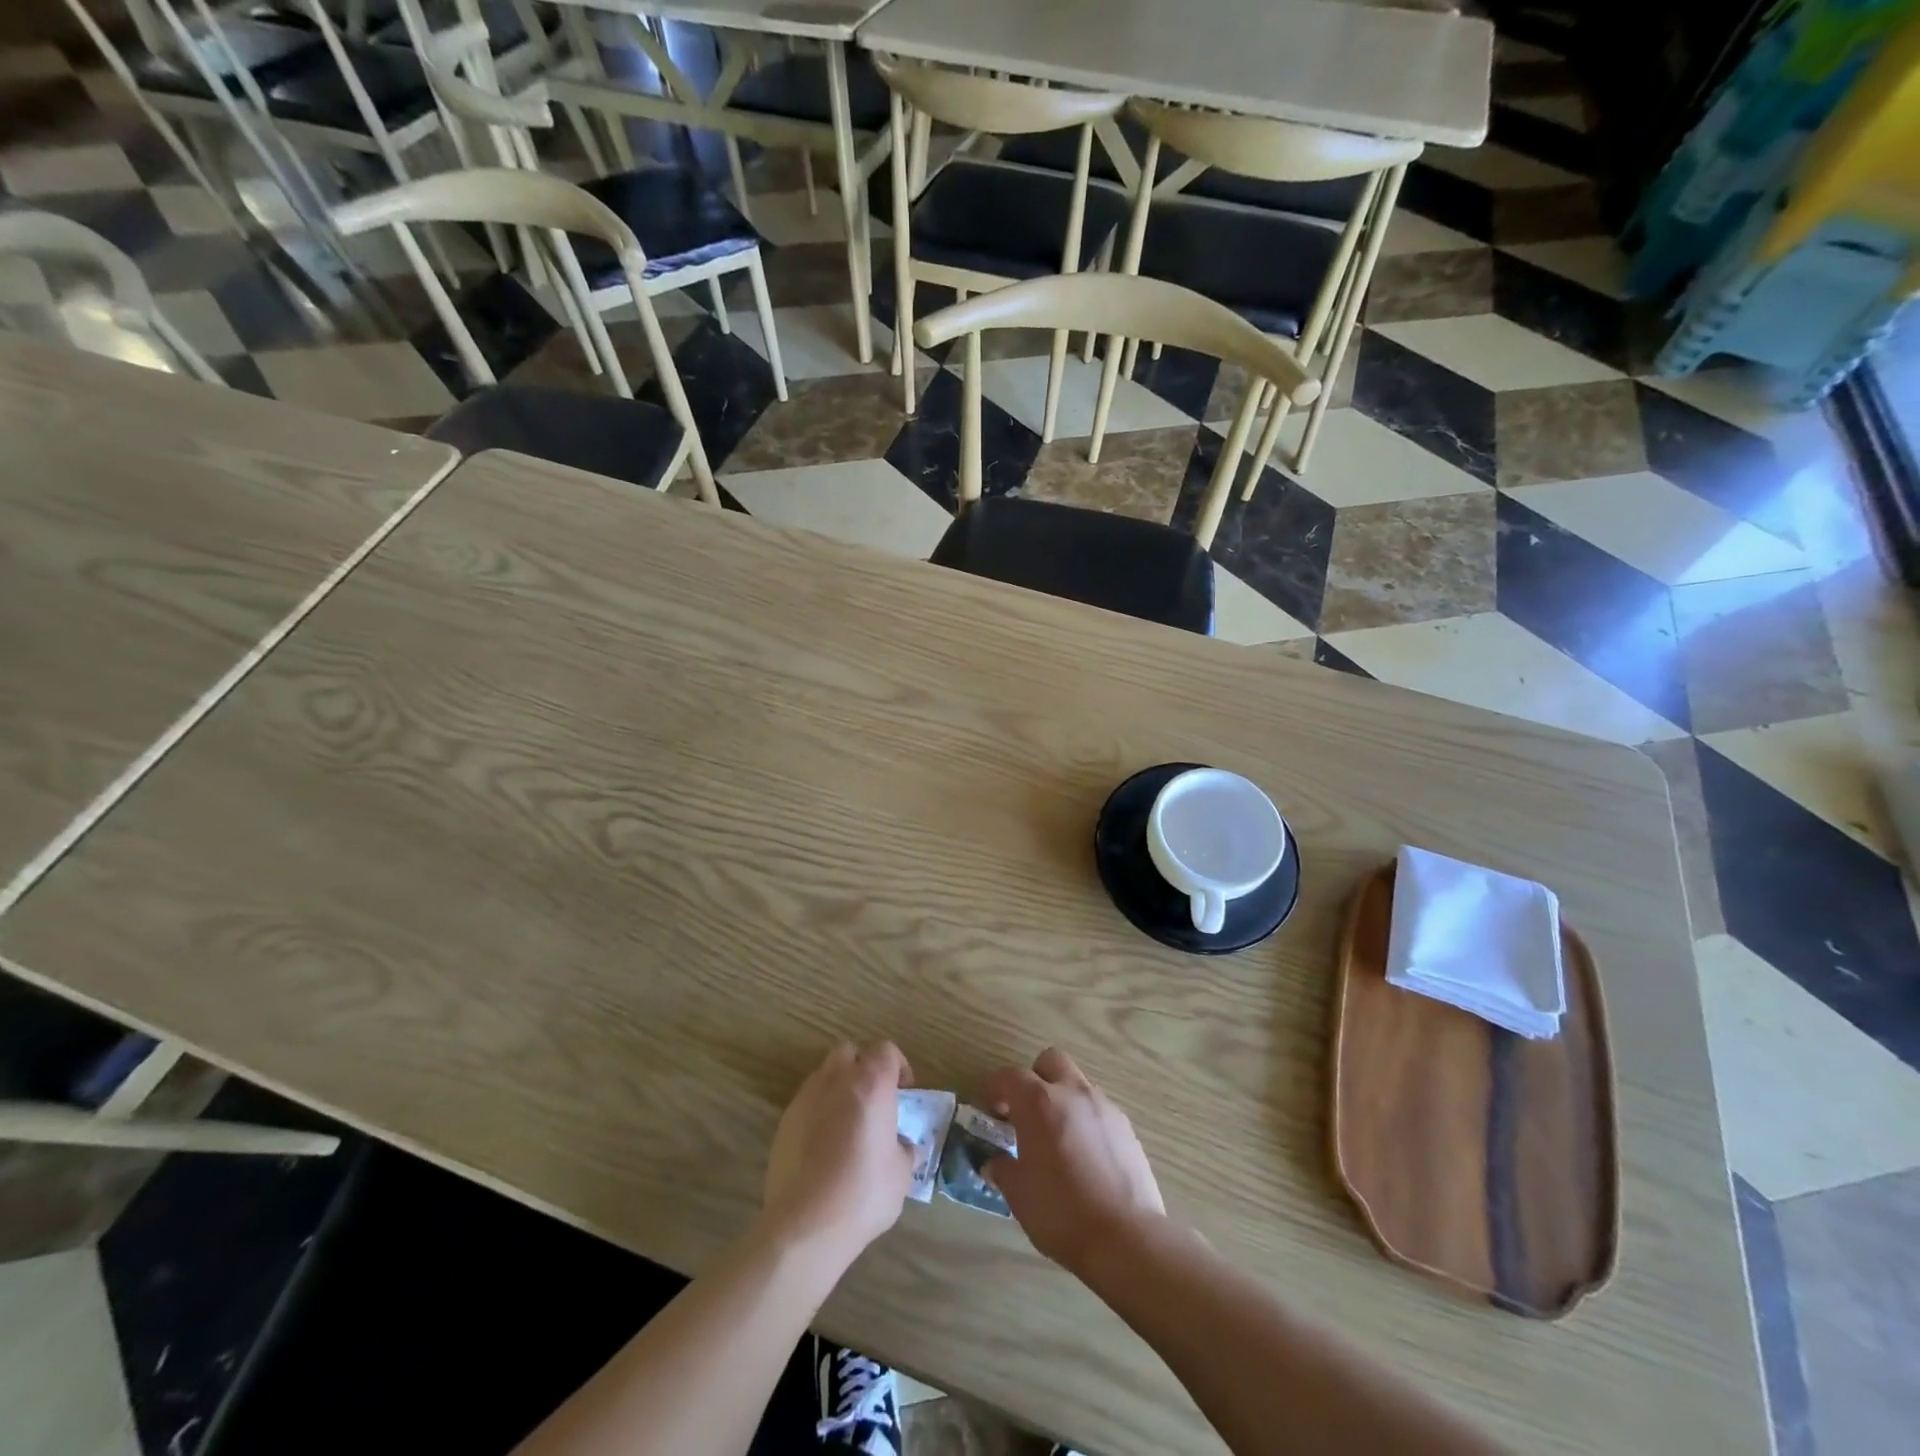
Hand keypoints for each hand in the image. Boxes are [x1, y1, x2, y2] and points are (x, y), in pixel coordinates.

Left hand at [760, 1041, 915, 1271]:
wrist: (805, 1224)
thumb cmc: (863, 1193)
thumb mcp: (900, 1175)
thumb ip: (904, 1151)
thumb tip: (904, 1147)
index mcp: (872, 1083)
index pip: (886, 1050)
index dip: (897, 1065)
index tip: (904, 1089)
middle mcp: (837, 1079)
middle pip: (850, 1051)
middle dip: (863, 1066)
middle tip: (874, 1097)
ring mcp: (806, 1097)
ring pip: (825, 1074)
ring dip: (839, 1087)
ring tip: (848, 1122)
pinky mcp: (785, 1121)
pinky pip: (807, 1102)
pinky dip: (819, 1111)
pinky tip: (825, 1144)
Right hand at [983, 1047, 1165, 1275]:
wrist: (1125, 1238)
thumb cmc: (1061, 1212)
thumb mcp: (1018, 1194)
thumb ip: (1003, 1169)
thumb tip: (995, 1163)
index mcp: (1039, 1102)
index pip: (1009, 1076)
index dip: (995, 1089)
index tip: (990, 1111)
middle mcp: (1072, 1092)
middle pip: (1050, 1062)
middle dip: (1035, 1079)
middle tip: (1027, 1113)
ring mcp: (1103, 1106)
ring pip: (1077, 1084)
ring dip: (1063, 1100)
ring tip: (1057, 1139)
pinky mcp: (1126, 1127)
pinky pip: (1098, 1110)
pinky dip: (1085, 1121)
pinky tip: (1085, 1156)